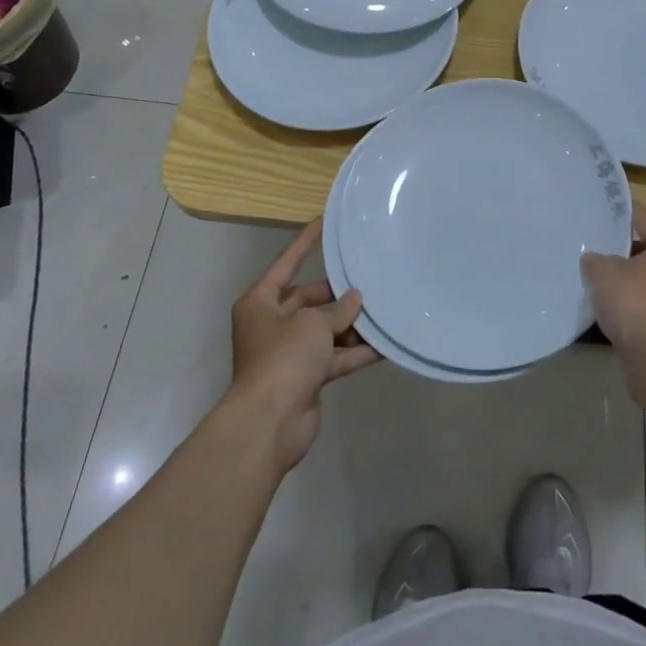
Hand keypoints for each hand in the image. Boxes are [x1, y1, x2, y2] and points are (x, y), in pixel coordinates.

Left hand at [229, 219, 379, 472]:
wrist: (269, 423)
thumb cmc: (283, 358)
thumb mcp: (312, 323)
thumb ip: (336, 309)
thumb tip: (354, 299)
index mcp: (261, 302)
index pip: (286, 263)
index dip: (305, 242)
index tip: (324, 221)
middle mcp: (272, 324)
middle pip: (309, 299)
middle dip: (338, 294)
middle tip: (370, 280)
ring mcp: (290, 353)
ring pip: (325, 330)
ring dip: (351, 324)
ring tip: (383, 309)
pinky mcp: (306, 377)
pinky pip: (335, 357)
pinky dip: (356, 352)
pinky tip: (385, 345)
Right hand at [582, 201, 645, 352]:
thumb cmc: (638, 301)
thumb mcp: (605, 271)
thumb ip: (597, 260)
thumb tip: (595, 261)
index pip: (643, 218)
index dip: (618, 215)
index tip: (598, 210)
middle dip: (622, 254)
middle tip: (591, 250)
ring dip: (628, 286)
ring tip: (594, 282)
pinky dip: (632, 311)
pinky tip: (607, 312)